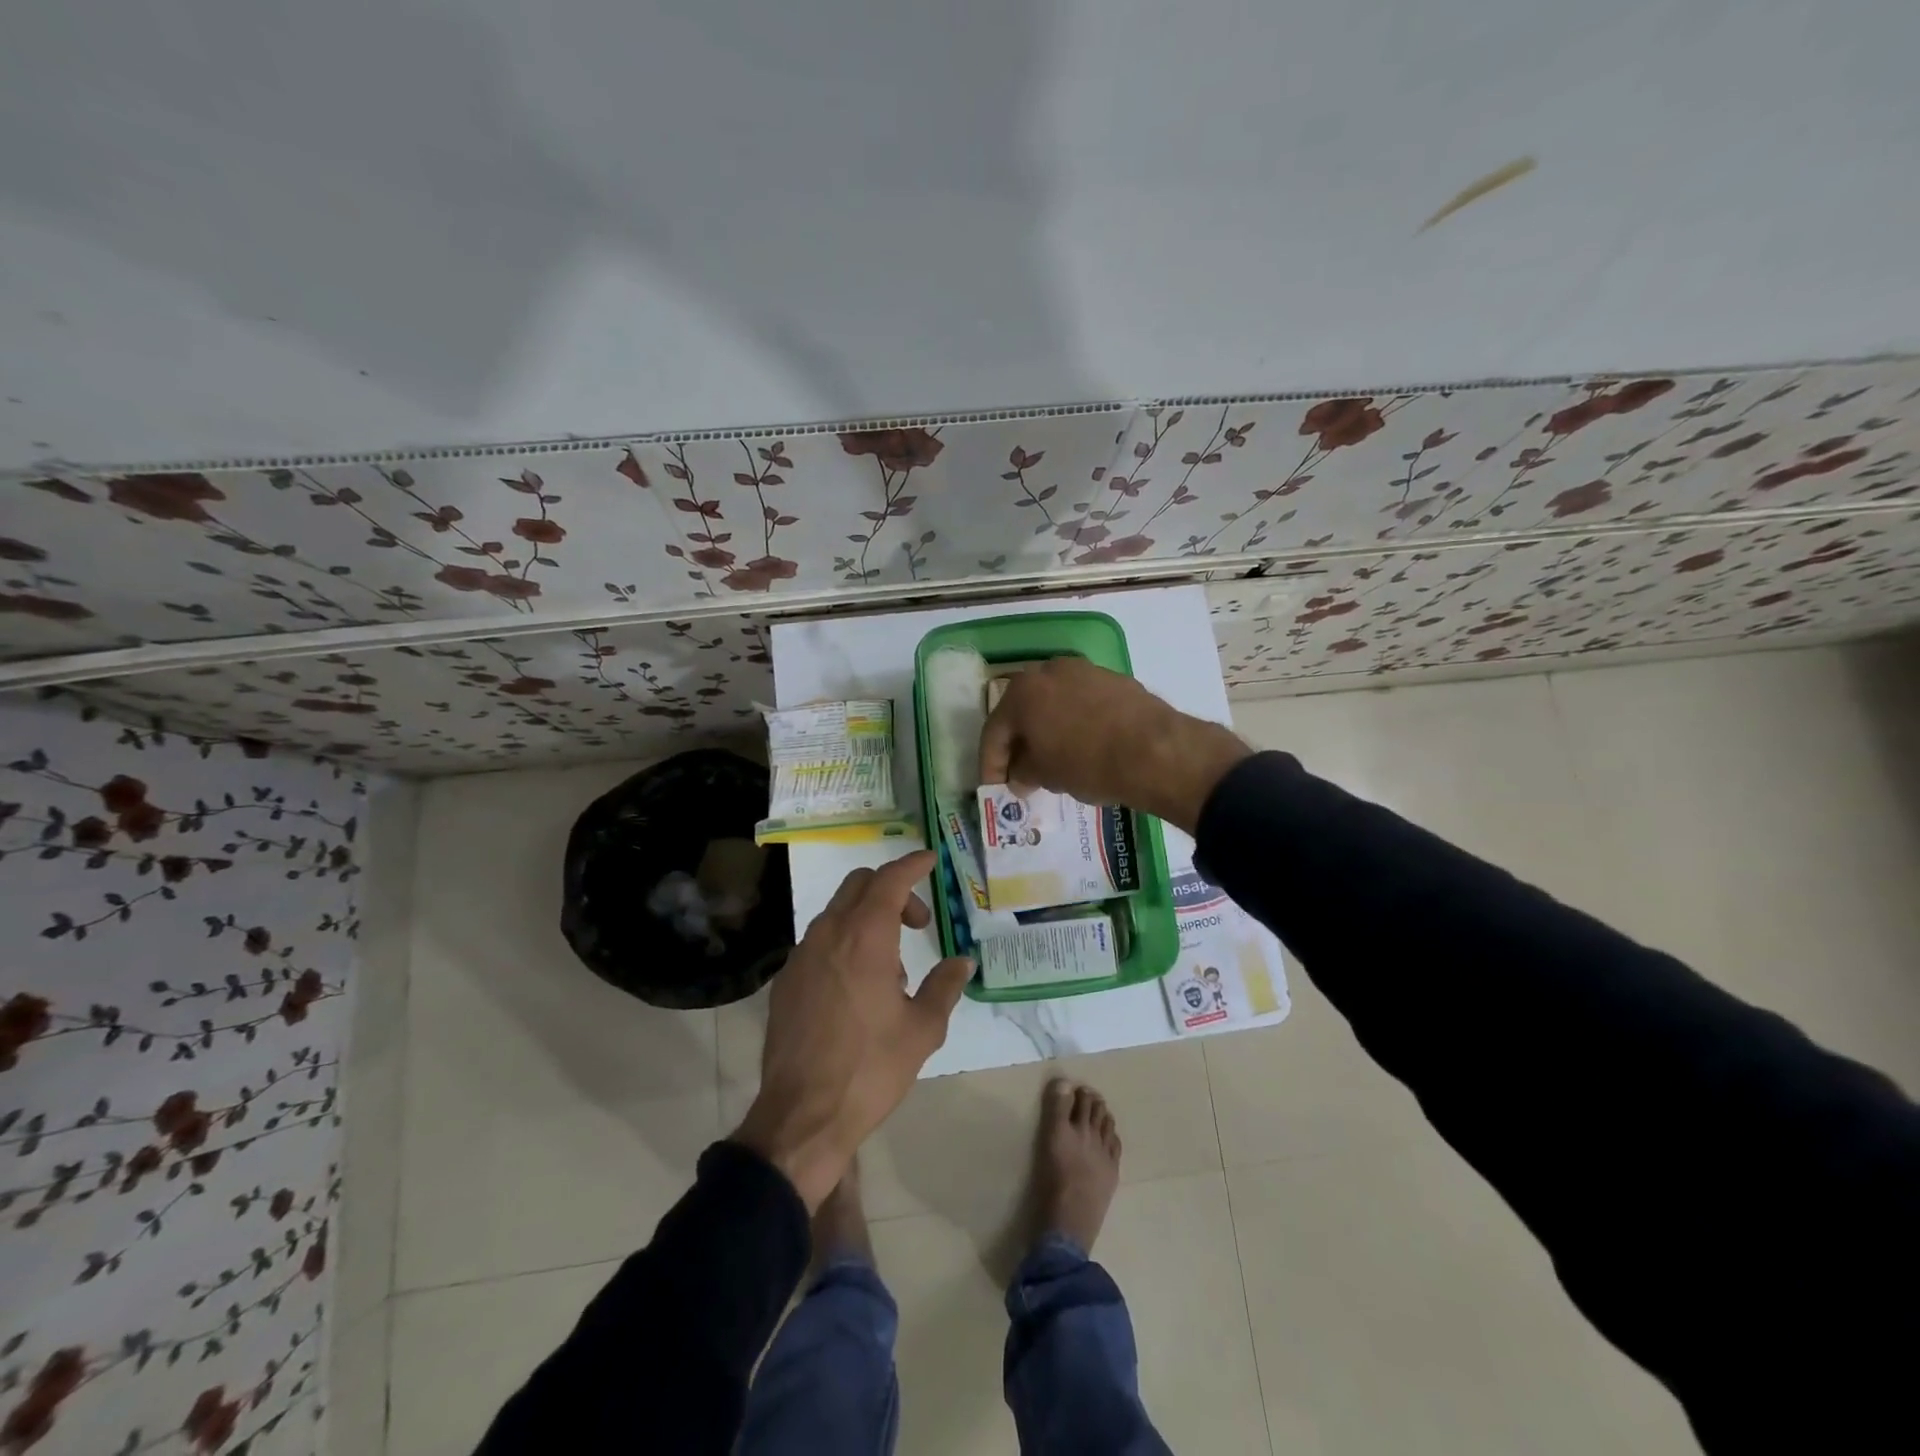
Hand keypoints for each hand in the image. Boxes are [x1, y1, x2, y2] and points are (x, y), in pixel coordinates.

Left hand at [732, 851, 972, 1208]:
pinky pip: (819, 942)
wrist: (802, 1115)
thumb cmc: (871, 1068)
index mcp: (865, 937)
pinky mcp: (785, 981)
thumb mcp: (922, 1029)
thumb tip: (962, 961)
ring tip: (891, 967)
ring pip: (836, 912)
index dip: (912, 864)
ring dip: (867, 919)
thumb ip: (944, 986)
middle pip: (859, 885)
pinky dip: (844, 943)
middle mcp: (828, 934)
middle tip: (917, 924)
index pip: (890, 880)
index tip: (930, 860)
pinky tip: (857, 986)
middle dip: (891, 890)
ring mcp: (801, 956)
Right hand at [977, 658, 1249, 833]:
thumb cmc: (1087, 763)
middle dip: (1019, 743)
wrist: (1154, 750)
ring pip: (1054, 703)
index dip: (991, 764)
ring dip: (1047, 730)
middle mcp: (1048, 671)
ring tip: (1052, 760)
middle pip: (1023, 711)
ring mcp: (1084, 671)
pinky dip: (1075, 723)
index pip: (994, 731)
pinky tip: (1084, 746)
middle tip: (1020, 773)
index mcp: (1022, 692)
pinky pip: (1082, 703)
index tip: (994, 787)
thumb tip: (1020, 775)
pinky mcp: (1114, 679)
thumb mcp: (1046, 775)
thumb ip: (1023, 772)